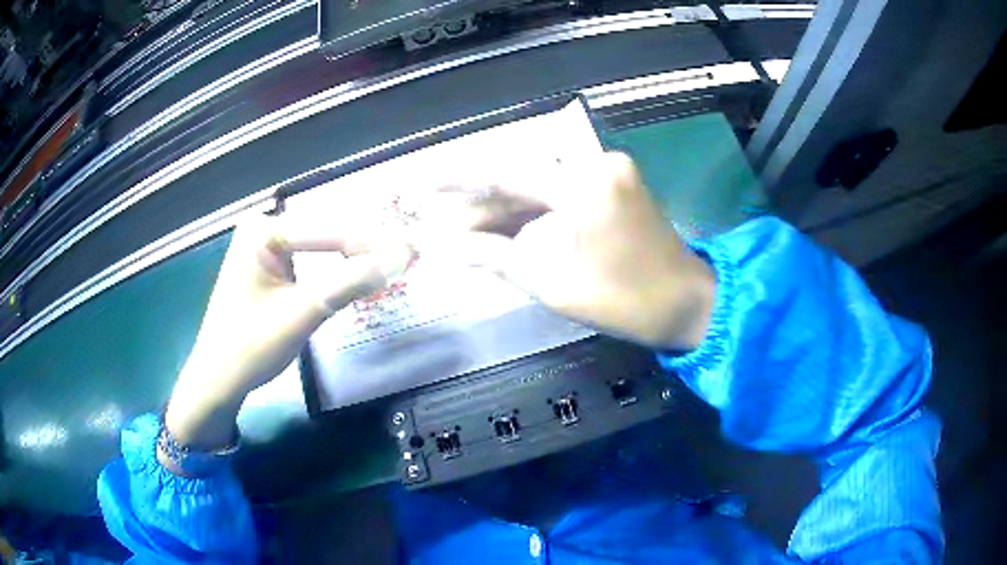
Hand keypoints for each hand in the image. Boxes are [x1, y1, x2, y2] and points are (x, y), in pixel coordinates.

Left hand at [164, 215, 412, 454]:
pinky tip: (360, 276)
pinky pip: (311, 262)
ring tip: (393, 265)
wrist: (218, 380)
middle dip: (366, 250)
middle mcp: (263, 229)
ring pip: (321, 248)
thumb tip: (402, 257)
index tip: (414, 253)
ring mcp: (265, 248)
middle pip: (326, 235)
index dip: (373, 245)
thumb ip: (350, 283)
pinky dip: (336, 272)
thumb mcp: (302, 314)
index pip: (328, 231)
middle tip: (409, 259)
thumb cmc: (250, 347)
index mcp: (262, 230)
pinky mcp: (270, 268)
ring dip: (354, 260)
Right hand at [412, 152, 714, 350]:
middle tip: (441, 225)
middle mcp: (596, 164)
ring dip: (504, 210)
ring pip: (540, 185)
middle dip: (480, 205)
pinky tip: (503, 230)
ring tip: (464, 233)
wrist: (688, 304)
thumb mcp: (553, 284)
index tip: (422, 184)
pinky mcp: (614, 184)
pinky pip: (561, 192)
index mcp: (584, 184)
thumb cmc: (626, 301)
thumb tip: (445, 248)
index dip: (457, 181)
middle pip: (522, 178)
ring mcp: (609, 171)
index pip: (505, 174)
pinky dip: (533, 212)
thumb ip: (495, 258)